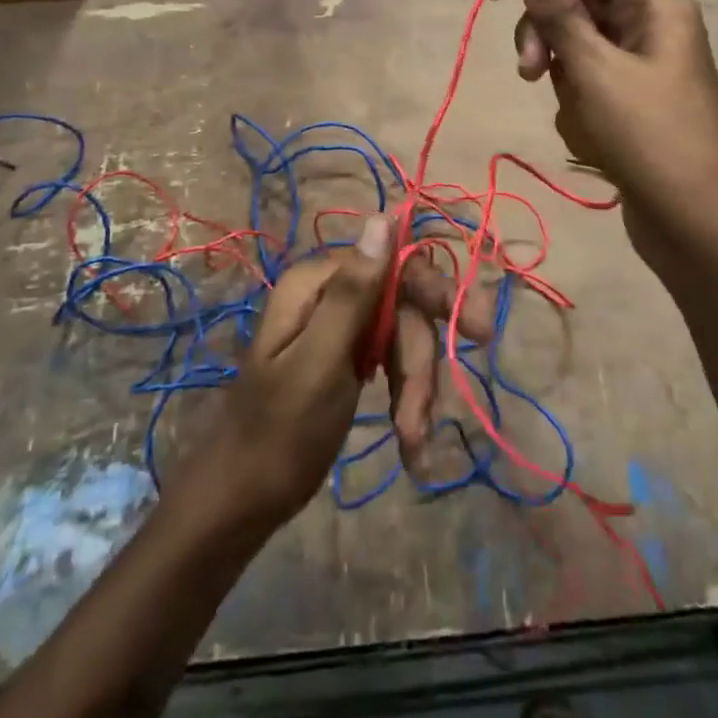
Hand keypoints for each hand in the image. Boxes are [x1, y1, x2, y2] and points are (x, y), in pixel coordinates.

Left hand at [189, 214, 489, 529]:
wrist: (240, 501)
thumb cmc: (278, 434)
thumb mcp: (320, 362)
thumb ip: (354, 292)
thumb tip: (384, 216)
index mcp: (318, 282)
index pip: (396, 265)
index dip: (437, 294)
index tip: (477, 332)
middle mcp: (330, 293)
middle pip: (404, 307)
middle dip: (419, 364)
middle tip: (424, 419)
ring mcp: (339, 326)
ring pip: (403, 339)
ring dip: (415, 391)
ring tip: (413, 444)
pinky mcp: (346, 356)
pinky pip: (391, 363)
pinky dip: (406, 400)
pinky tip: (410, 442)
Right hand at [487, 0, 717, 279]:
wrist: (696, 224)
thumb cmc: (648, 137)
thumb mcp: (594, 70)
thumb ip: (557, 12)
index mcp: (655, 4)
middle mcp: (651, 26)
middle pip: (580, 3)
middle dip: (547, 34)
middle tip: (528, 70)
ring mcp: (642, 67)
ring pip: (578, 48)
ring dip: (562, 77)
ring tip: (576, 118)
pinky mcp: (632, 103)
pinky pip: (589, 84)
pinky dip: (578, 106)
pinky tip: (591, 140)